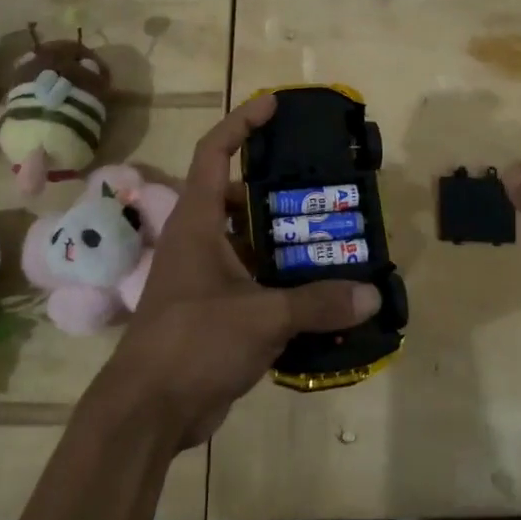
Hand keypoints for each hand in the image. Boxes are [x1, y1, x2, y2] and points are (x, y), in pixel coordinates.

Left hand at [94, 94, 379, 449]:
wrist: (148, 413)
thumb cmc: (193, 343)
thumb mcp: (261, 317)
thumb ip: (317, 303)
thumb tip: (372, 295)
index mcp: (198, 224)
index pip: (214, 152)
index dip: (241, 122)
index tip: (273, 105)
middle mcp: (200, 242)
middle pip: (240, 198)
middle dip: (280, 191)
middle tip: (326, 190)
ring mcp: (206, 279)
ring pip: (251, 244)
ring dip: (287, 242)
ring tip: (334, 239)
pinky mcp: (216, 312)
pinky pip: (256, 283)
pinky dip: (285, 283)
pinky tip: (322, 293)